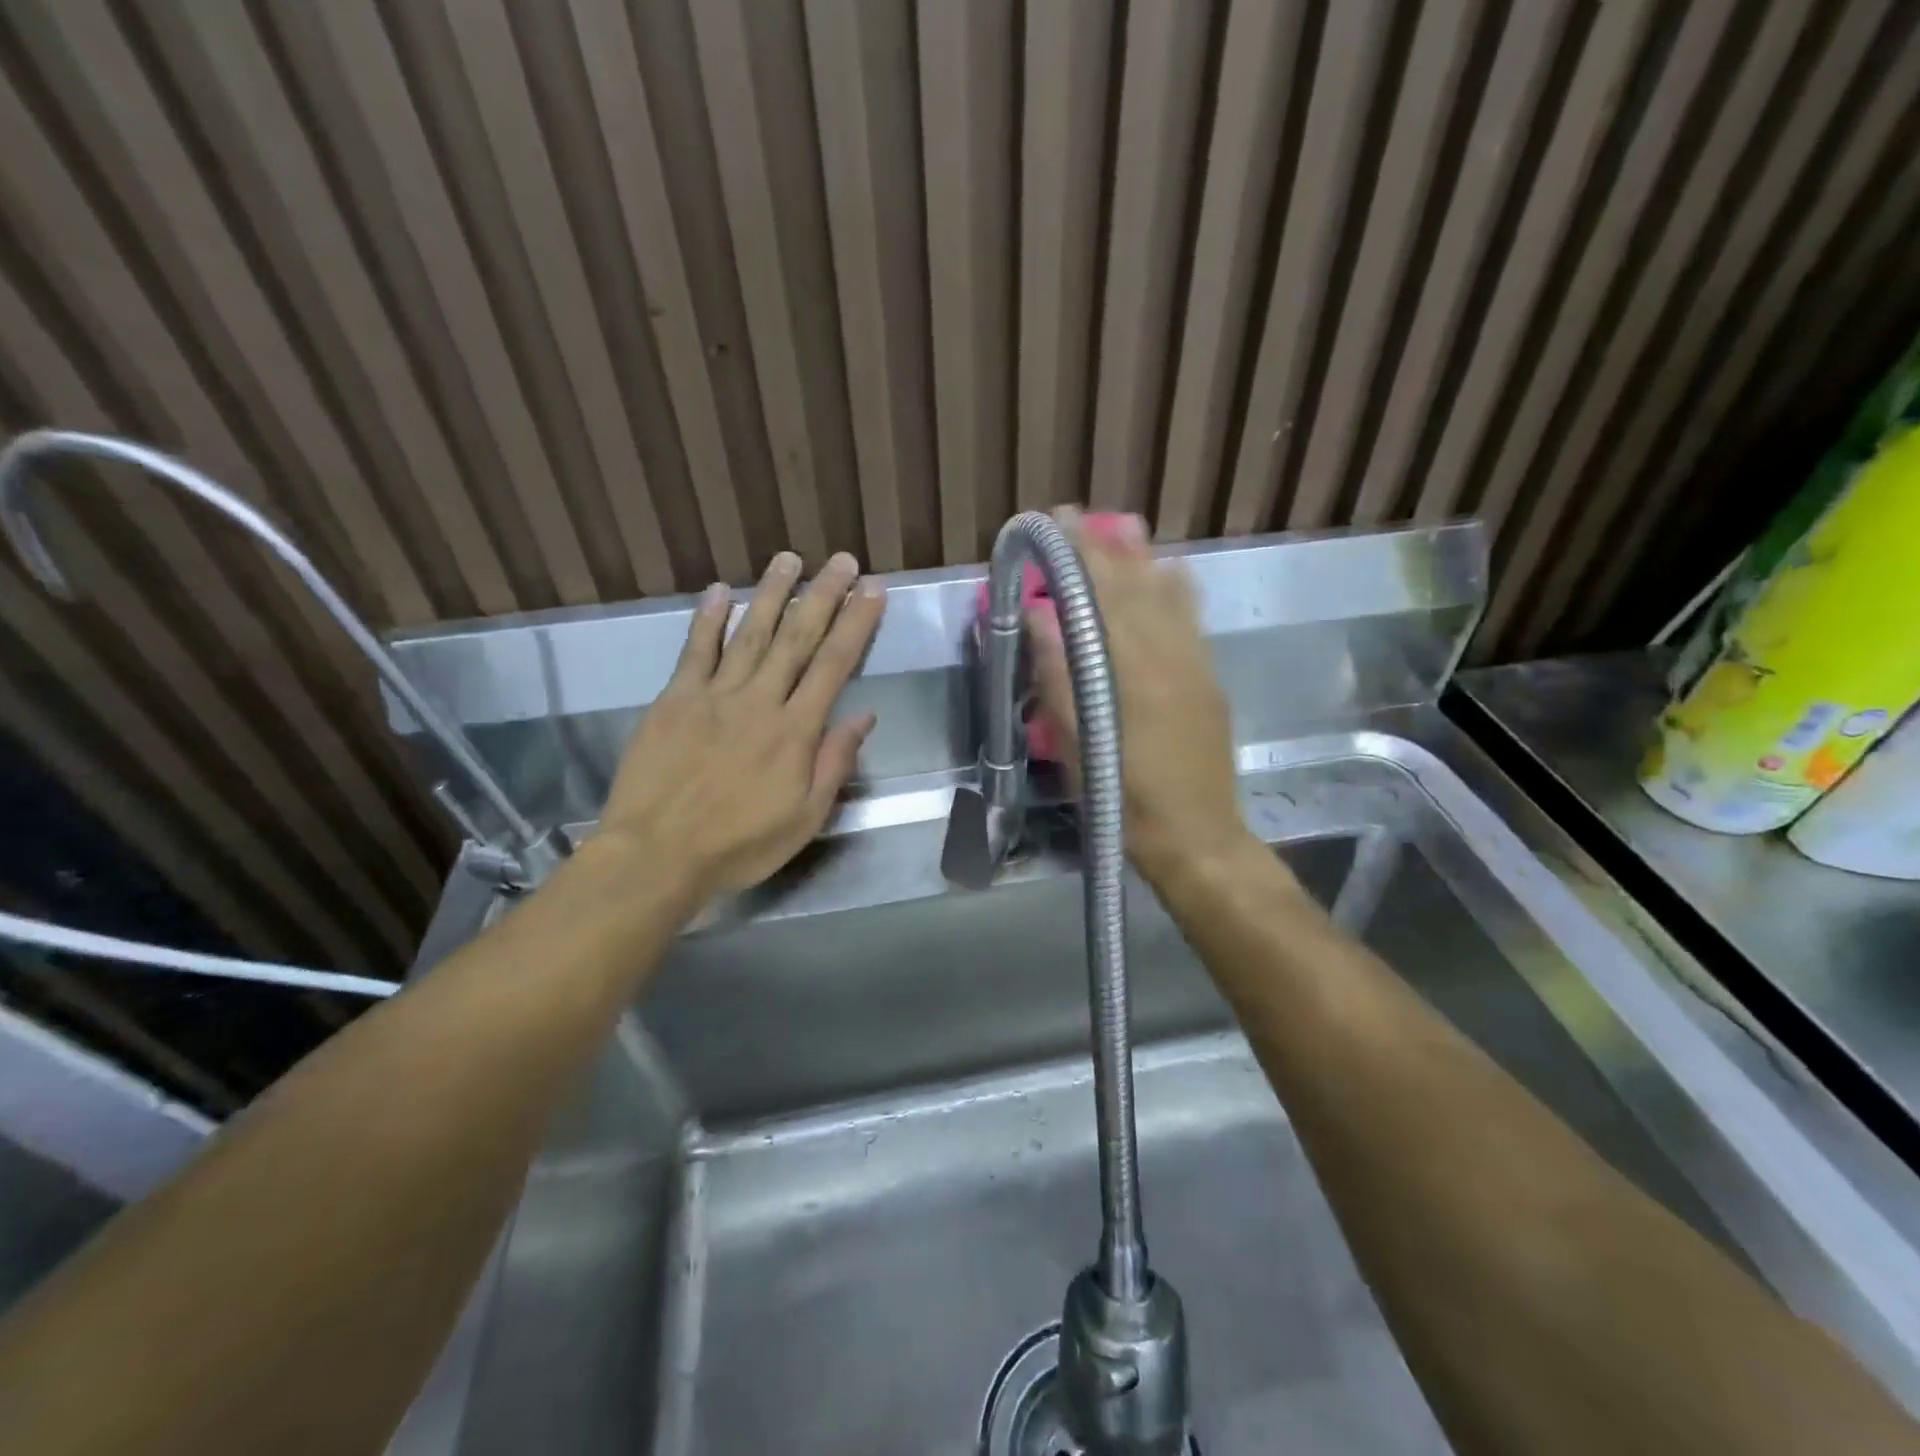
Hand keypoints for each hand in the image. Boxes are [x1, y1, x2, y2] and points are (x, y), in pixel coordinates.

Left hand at [597, 550, 884, 901]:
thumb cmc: (740, 845)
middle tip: (841, 560)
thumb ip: (834, 763)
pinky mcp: (674, 699)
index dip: (857, 624)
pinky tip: (720, 590)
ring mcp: (714, 695)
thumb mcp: (805, 818)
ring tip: (789, 559)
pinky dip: (707, 619)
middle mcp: (759, 701)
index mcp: (795, 731)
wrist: (657, 855)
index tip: (873, 590)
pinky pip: (695, 651)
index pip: (835, 665)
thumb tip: (863, 716)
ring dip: (771, 593)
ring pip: (749, 634)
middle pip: (797, 638)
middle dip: (823, 596)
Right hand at [1027, 508, 1248, 884]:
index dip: (1079, 556)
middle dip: (1105, 547)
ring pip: (1169, 596)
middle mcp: (1170, 656)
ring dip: (1143, 558)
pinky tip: (1168, 571)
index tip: (1056, 524)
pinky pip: (1193, 619)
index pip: (1102, 597)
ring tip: (1122, 529)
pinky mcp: (1210, 678)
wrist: (1197, 836)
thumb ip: (1060, 678)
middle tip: (1077, 518)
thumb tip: (1040, 616)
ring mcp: (1196, 664)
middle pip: (1135, 587)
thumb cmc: (1125, 799)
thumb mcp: (1080, 747)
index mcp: (1132, 672)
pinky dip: (1176, 588)